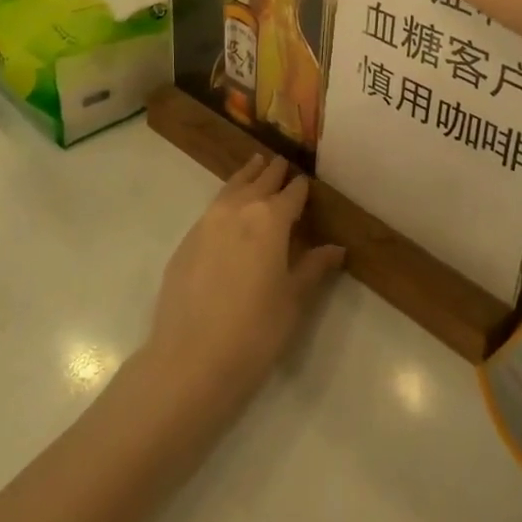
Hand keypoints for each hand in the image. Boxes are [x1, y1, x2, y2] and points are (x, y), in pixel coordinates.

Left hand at [143, 156, 345, 410]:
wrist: (191, 360)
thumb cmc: (255, 331)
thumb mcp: (293, 300)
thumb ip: (313, 268)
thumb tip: (336, 249)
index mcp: (270, 219)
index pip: (291, 194)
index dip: (300, 187)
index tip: (306, 181)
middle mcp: (237, 210)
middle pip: (259, 182)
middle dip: (272, 172)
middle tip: (281, 161)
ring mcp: (206, 223)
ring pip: (230, 188)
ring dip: (246, 176)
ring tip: (255, 165)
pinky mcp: (185, 242)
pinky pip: (212, 209)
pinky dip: (225, 199)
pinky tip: (228, 210)